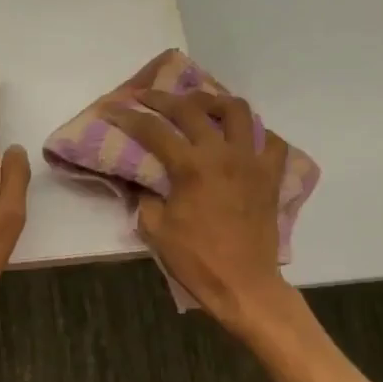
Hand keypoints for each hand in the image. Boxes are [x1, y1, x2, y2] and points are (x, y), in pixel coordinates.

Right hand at [106, 90, 291, 326]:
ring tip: (198, 106)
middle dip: (162, 98)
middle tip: (146, 96)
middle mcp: (223, 154)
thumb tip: (142, 179)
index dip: (128, 116)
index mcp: (191, 167)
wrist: (244, 285)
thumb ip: (144, 196)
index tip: (111, 108)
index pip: (153, 130)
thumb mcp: (155, 228)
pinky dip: (254, 133)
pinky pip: (269, 141)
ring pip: (237, 111)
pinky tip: (239, 138)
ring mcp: (251, 161)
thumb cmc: (196, 260)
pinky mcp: (270, 176)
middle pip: (191, 109)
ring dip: (213, 102)